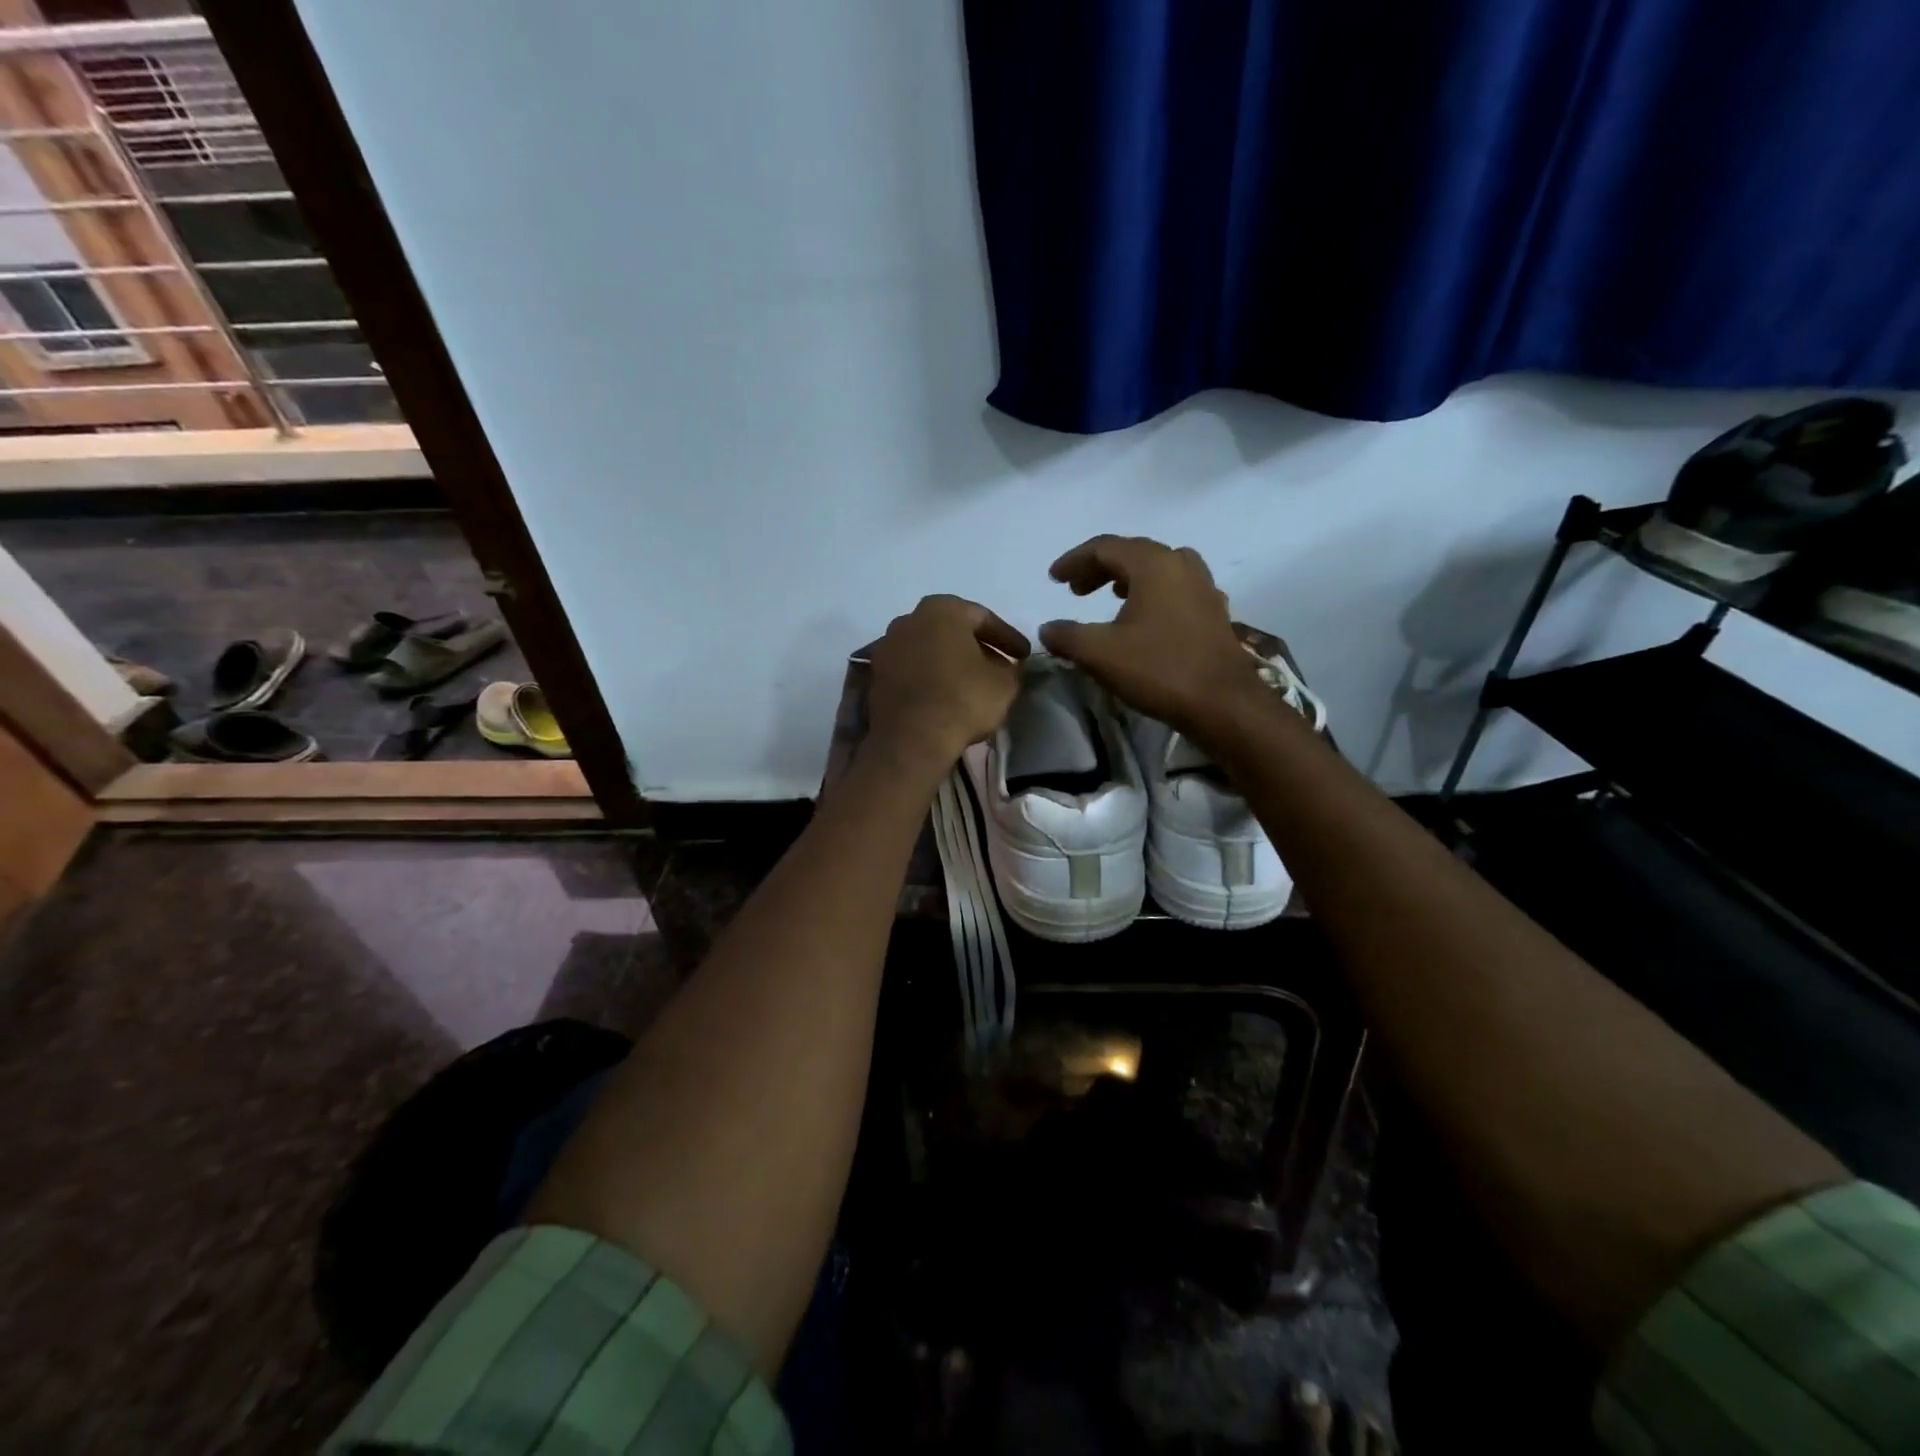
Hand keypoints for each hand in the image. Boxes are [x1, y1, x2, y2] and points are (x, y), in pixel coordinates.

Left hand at [868, 595, 1028, 774]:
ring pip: (930, 649)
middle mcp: (909, 619)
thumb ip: (1012, 668)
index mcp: (942, 609)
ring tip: (972, 684)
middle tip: (999, 666)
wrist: (911, 739)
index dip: (1008, 638)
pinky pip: (912, 669)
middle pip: (952, 630)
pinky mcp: (876, 675)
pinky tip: (945, 695)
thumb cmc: (962, 700)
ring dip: (951, 662)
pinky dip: (930, 677)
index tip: (1023, 655)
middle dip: (977, 647)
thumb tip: (1009, 666)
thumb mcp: (1005, 684)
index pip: (983, 618)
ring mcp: (887, 646)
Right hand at [1040, 536, 1262, 738]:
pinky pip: (1176, 588)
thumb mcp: (1100, 654)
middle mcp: (1181, 565)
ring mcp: (1203, 586)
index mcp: (1153, 564)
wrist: (1223, 703)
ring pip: (1158, 568)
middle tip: (1075, 590)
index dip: (1074, 560)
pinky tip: (1145, 618)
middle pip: (1133, 553)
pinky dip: (1152, 593)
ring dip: (1129, 577)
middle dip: (1099, 568)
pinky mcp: (1214, 611)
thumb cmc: (1159, 669)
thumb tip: (1047, 629)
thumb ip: (1067, 636)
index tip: (1053, 578)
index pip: (1105, 547)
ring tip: (1110, 595)